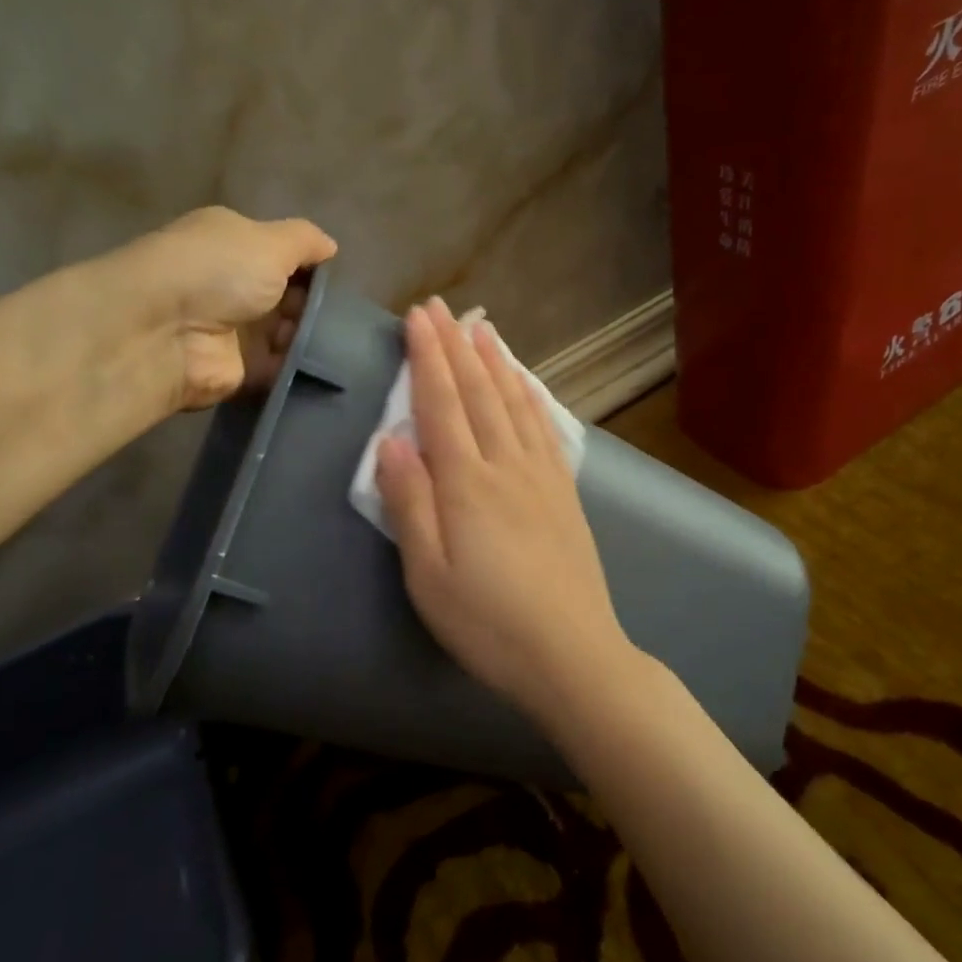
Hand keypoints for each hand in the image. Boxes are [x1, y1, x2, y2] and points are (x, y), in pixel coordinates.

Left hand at [124, 206, 337, 410]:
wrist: (167, 333)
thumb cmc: (219, 272)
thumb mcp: (270, 241)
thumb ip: (305, 241)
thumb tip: (330, 247)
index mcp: (233, 244)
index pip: (281, 253)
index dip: (310, 266)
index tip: (336, 281)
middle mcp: (231, 284)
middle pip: (287, 296)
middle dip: (314, 306)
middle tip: (342, 317)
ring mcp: (234, 329)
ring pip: (288, 333)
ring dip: (310, 337)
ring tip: (335, 341)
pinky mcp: (239, 370)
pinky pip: (280, 367)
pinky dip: (300, 367)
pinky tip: (325, 366)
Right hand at [375, 298, 631, 712]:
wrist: (571, 654)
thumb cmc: (486, 622)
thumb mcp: (427, 574)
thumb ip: (409, 503)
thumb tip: (390, 442)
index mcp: (466, 483)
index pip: (441, 404)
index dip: (427, 357)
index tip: (417, 317)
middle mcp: (506, 465)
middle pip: (478, 392)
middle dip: (456, 345)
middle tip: (441, 307)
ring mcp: (541, 476)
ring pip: (514, 402)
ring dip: (496, 361)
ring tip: (482, 327)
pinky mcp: (564, 493)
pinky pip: (545, 428)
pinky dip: (531, 396)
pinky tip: (527, 383)